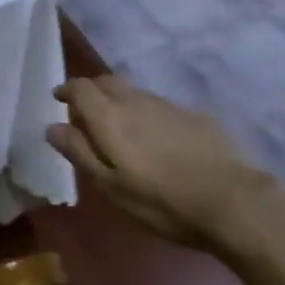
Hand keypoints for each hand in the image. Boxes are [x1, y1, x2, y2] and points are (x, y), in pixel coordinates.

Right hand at [47, 75, 273, 248]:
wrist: (232, 202)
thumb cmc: (161, 201)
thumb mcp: (111, 186)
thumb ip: (80, 152)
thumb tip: (52, 127)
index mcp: (109, 117)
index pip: (80, 87)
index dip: (67, 90)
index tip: (58, 99)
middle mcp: (135, 100)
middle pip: (106, 82)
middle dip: (91, 90)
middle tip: (85, 111)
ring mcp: (167, 105)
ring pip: (133, 93)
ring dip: (119, 102)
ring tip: (121, 127)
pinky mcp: (194, 115)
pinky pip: (159, 106)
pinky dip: (147, 114)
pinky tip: (157, 140)